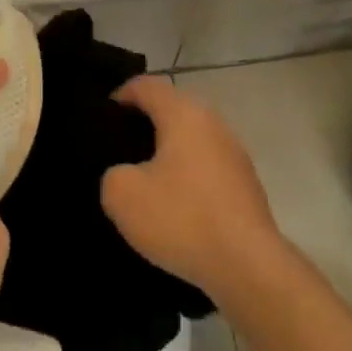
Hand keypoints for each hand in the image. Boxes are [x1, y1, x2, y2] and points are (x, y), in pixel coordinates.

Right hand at [101, 76, 286, 301]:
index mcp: (184, 114)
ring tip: (145, 178)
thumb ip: (113, 173)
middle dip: (147, 122)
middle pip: (174, 108)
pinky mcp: (246, 183)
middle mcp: (213, 123)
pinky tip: (176, 204)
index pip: (148, 85)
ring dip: (170, 151)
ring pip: (193, 138)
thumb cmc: (182, 219)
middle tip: (120, 147)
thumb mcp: (123, 196)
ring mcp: (234, 153)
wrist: (247, 265)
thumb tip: (126, 173)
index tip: (104, 116)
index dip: (122, 94)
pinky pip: (208, 166)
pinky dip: (188, 175)